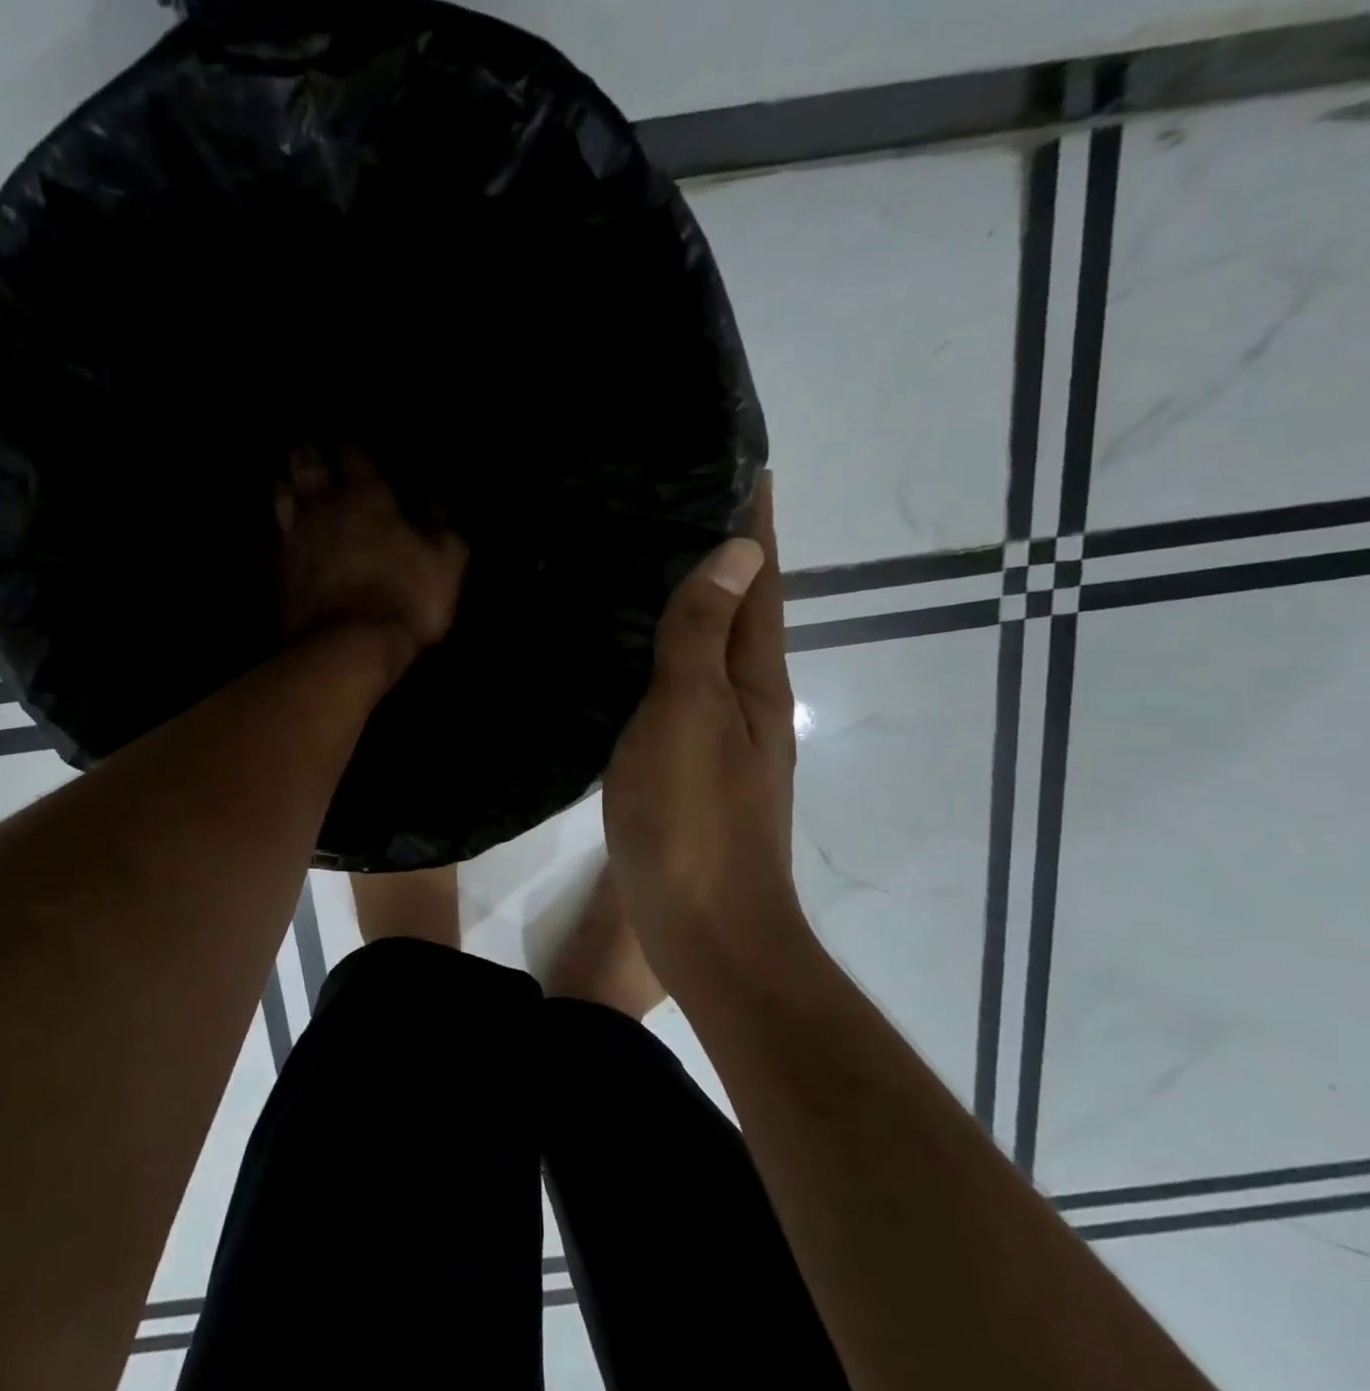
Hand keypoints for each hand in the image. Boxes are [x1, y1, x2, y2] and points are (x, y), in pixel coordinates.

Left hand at [274, 444, 467, 667]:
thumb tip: (433, 500)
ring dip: (282, 485)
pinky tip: (269, 533)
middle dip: (307, 455)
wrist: (349, 645)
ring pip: (278, 496)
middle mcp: (323, 508)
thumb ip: (441, 526)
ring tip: (284, 482)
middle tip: (308, 452)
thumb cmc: (406, 599)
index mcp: (367, 497)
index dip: (351, 450)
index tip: (351, 450)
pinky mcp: (274, 571)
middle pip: (306, 466)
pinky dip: (267, 531)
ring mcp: (293, 538)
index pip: (354, 456)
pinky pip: (265, 540)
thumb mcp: (446, 562)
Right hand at [603, 474, 802, 984]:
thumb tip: (738, 551)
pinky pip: (680, 684)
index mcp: (752, 677)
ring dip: (694, 598)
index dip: (753, 523)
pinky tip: (631, 647)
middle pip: (739, 607)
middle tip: (675, 497)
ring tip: (647, 556)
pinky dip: (666, 650)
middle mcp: (746, 696)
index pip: (757, 580)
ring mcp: (720, 732)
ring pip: (709, 646)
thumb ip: (702, 637)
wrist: (706, 926)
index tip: (739, 464)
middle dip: (723, 551)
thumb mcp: (690, 717)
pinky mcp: (689, 761)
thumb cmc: (694, 819)